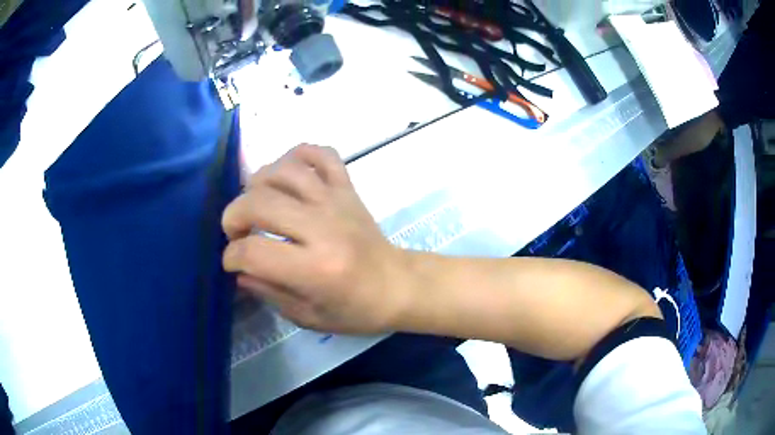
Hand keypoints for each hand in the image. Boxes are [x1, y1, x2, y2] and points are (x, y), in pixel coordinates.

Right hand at [222, 144, 410, 333]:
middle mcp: (323, 228)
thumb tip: (239, 270)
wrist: (398, 285)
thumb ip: (269, 291)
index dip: (232, 256)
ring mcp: (336, 201)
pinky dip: (298, 155)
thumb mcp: (308, 316)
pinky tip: (287, 174)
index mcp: (315, 269)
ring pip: (284, 171)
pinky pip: (321, 154)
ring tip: (256, 204)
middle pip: (260, 202)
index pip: (253, 251)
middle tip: (236, 233)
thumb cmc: (356, 310)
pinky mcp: (348, 188)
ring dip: (257, 184)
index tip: (232, 262)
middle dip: (233, 216)